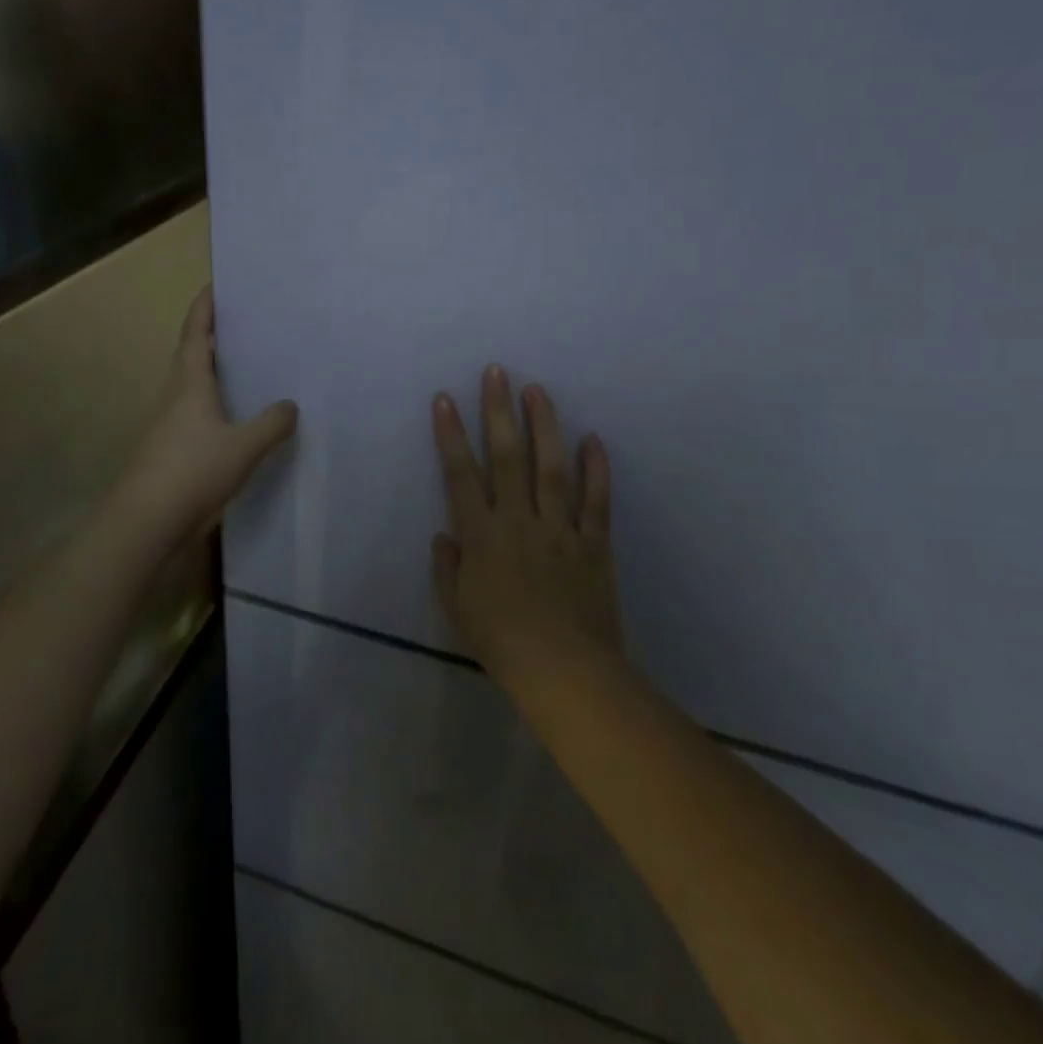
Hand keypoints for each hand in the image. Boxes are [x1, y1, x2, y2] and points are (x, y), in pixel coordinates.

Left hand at [120, 286, 297, 544]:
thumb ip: (271, 424)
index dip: (205, 306)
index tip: (217, 284)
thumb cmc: (192, 471)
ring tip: (249, 365)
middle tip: (245, 322)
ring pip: (194, 385)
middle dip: (213, 335)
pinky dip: (217, 404)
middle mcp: (176, 396)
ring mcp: (170, 424)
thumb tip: (290, 405)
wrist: (147, 521)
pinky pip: (198, 414)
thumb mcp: (243, 446)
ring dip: (215, 371)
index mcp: (189, 383)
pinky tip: (238, 418)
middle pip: (193, 354)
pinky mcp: (172, 449)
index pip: (196, 332)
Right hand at [431, 365, 626, 693]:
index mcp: (481, 534)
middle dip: (499, 411)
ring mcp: (560, 528)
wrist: (565, 672)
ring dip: (544, 425)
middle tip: (497, 372)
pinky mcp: (594, 543)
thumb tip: (445, 534)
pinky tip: (593, 438)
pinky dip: (597, 469)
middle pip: (507, 456)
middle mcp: (519, 520)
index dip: (451, 434)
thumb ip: (448, 567)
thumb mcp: (457, 607)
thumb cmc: (501, 642)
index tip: (446, 399)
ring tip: (538, 390)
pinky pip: (596, 501)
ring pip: (551, 467)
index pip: (461, 473)